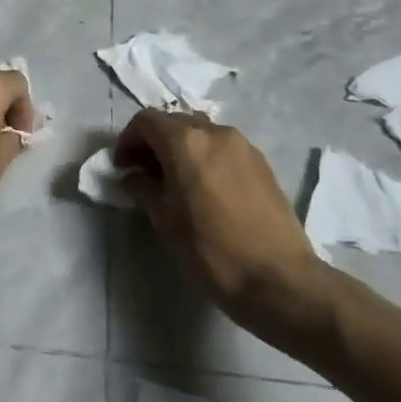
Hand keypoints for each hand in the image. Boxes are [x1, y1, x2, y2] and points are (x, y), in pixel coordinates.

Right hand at [113, 110, 333, 347]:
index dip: (127, 141)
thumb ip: (143, 188)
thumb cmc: (211, 250)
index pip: (146, 121)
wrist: (279, 280)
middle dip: (153, 141)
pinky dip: (205, 156)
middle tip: (143, 173)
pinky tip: (203, 188)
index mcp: (186, 141)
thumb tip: (133, 176)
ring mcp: (243, 146)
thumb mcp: (164, 220)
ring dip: (180, 147)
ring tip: (174, 180)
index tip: (122, 168)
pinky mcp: (262, 164)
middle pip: (174, 122)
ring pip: (201, 132)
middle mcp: (215, 132)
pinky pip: (223, 148)